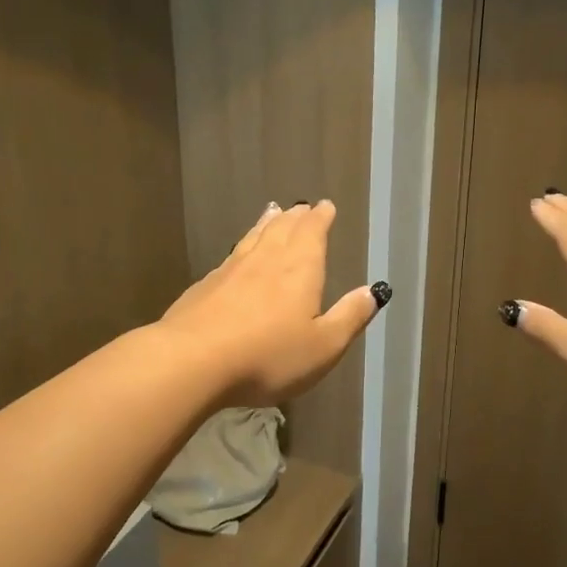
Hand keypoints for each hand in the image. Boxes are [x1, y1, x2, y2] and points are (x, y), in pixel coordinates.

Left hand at [159, 200, 386, 406]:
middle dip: (296, 217)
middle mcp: (266, 260)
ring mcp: (231, 270)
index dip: (320, 218)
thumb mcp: (323, 346)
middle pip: (282, 228)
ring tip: (273, 212)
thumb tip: (373, 291)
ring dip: (267, 223)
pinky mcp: (205, 286)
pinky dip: (242, 246)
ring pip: (254, 237)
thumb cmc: (268, 356)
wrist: (193, 361)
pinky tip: (237, 255)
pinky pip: (231, 256)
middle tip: (301, 207)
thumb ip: (349, 317)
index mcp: (299, 269)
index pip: (312, 232)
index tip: (325, 206)